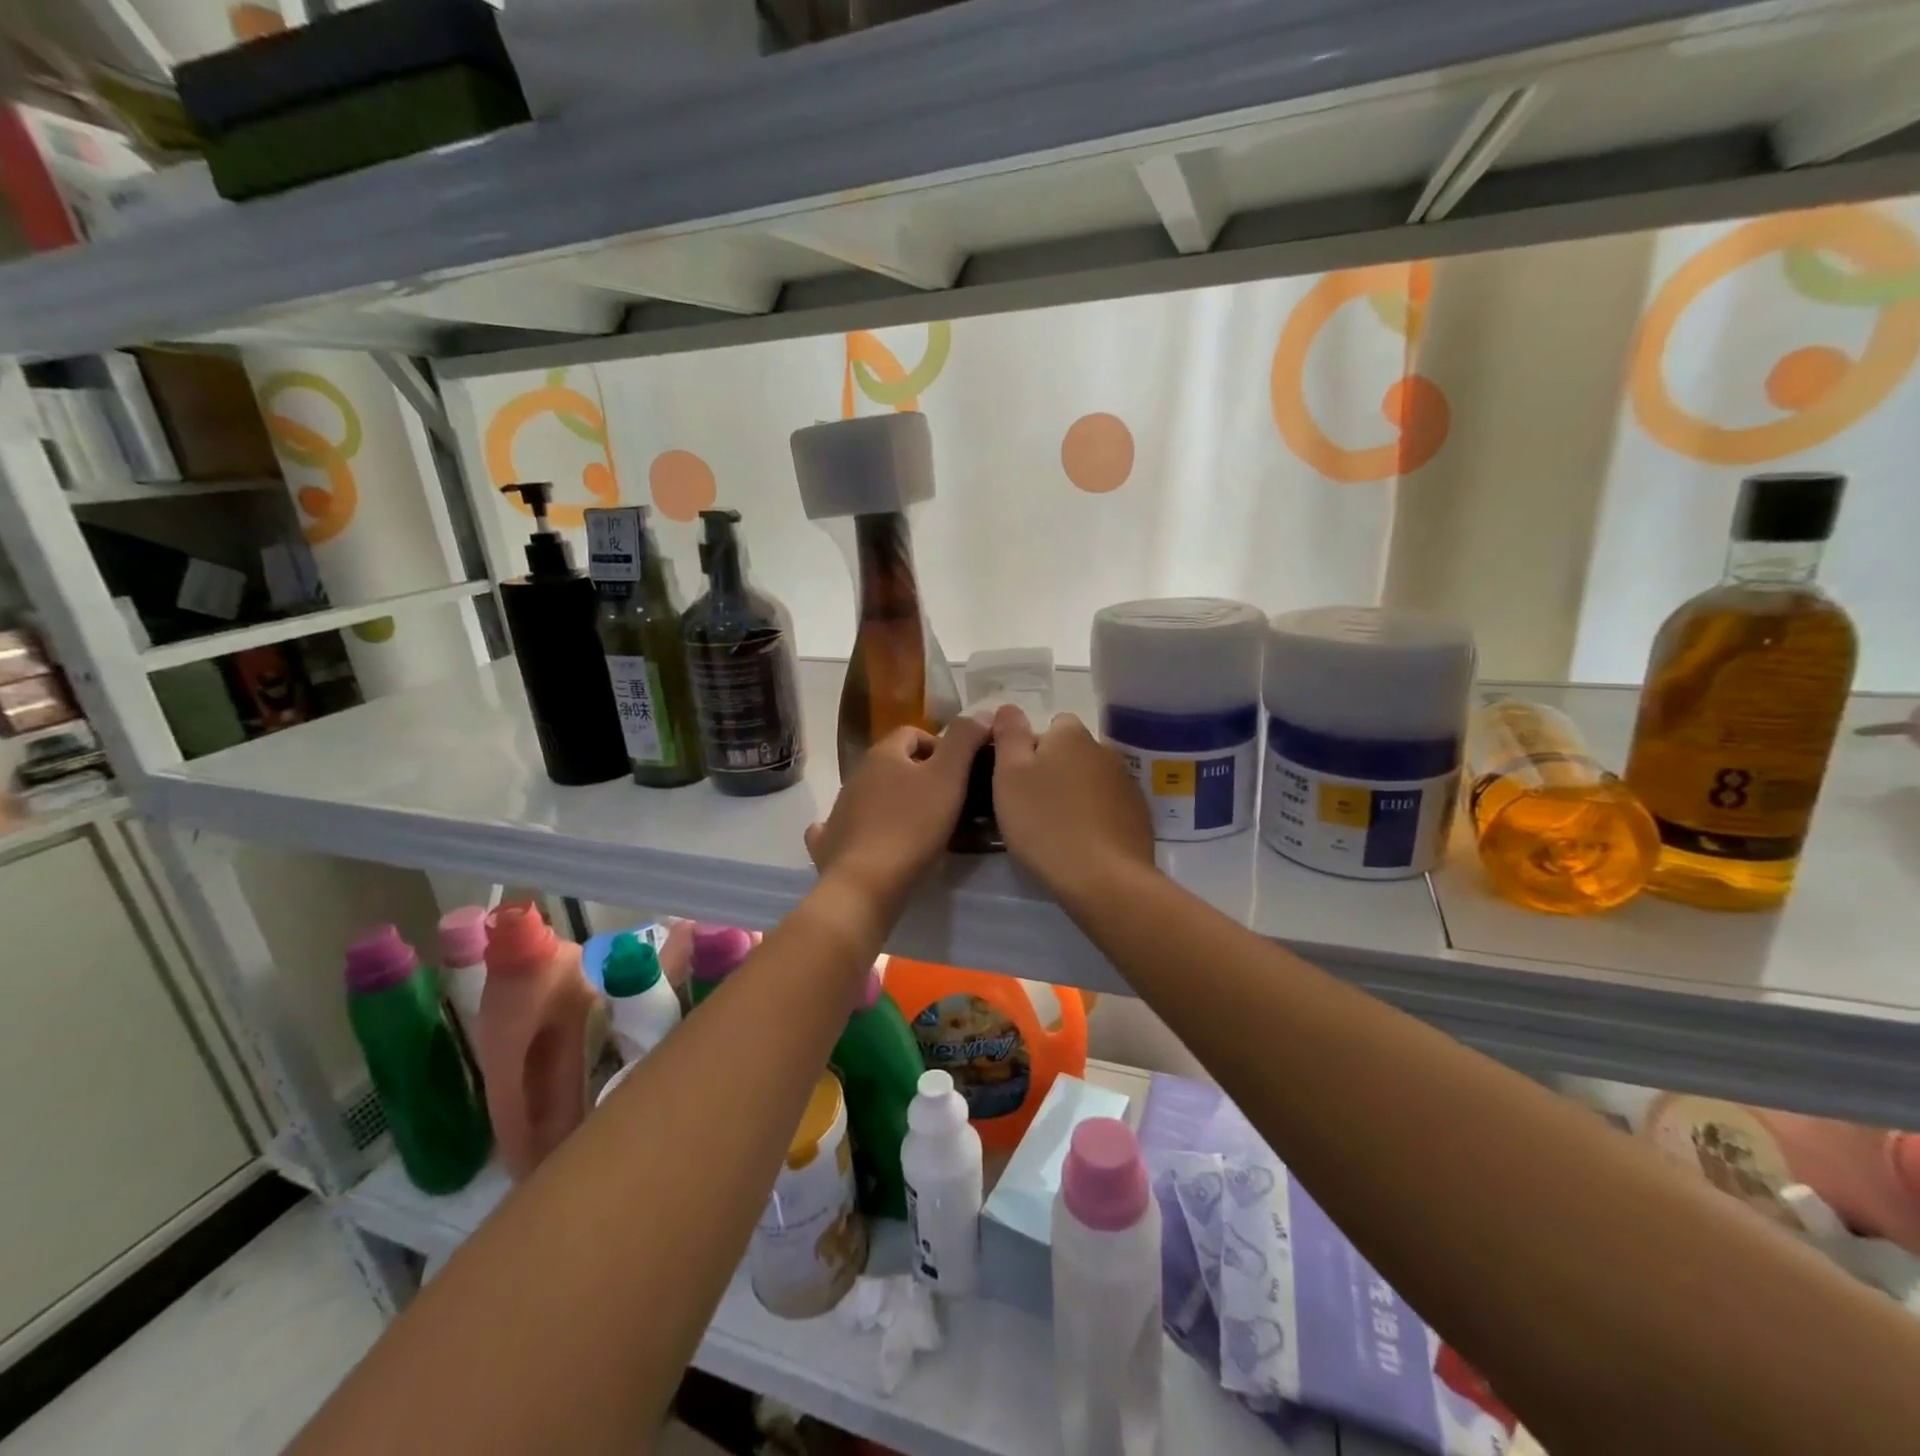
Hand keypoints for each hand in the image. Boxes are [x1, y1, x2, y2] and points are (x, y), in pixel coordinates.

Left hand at [805, 717, 990, 914]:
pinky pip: (842, 826)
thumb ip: (964, 740)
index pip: (913, 733)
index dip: (939, 746)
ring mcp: (838, 809)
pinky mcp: (830, 842)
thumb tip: (980, 713)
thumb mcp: (949, 778)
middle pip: (891, 763)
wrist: (867, 883)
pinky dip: (857, 827)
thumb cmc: (913, 826)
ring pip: (870, 794)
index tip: (959, 772)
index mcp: (883, 754)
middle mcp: (856, 775)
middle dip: (918, 774)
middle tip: (946, 800)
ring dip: (892, 801)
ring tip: (920, 826)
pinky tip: (869, 839)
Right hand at [990, 706, 1154, 905]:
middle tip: (1033, 807)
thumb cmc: (1045, 822)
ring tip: (1058, 829)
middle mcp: (1104, 750)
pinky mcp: (1139, 815)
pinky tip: (1083, 843)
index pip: (1052, 725)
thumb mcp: (1009, 775)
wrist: (1103, 878)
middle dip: (1055, 771)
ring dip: (1076, 794)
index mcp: (1071, 735)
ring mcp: (1126, 783)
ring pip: (1091, 780)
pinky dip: (1096, 817)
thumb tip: (1009, 707)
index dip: (1032, 749)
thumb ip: (1009, 735)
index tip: (1018, 780)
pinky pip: (1109, 806)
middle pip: (1072, 753)